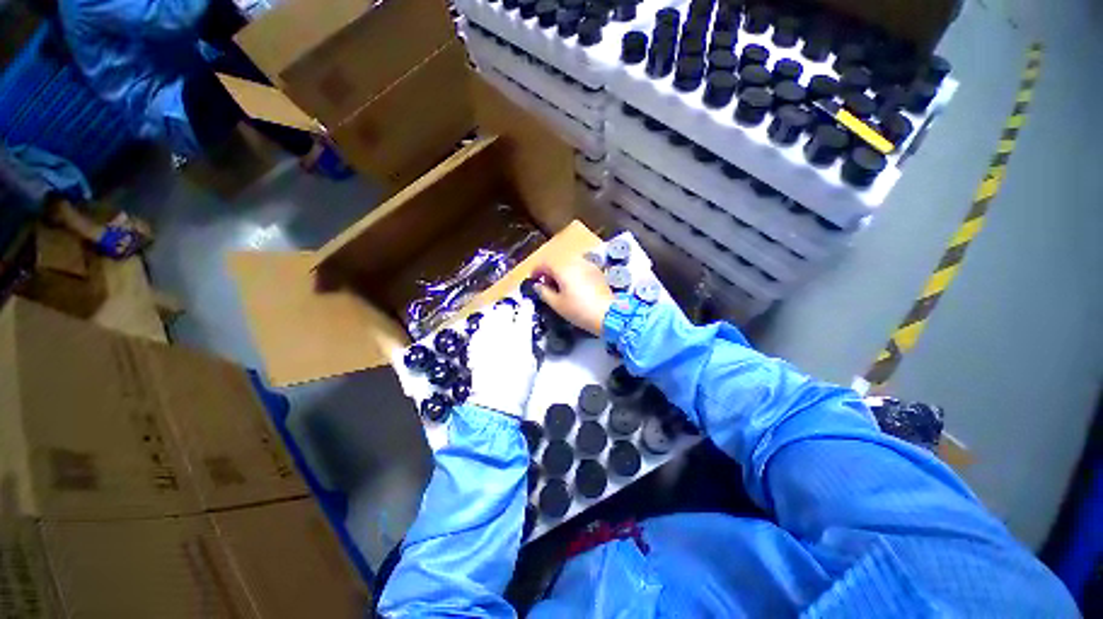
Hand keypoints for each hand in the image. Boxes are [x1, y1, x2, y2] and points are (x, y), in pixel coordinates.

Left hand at [466, 299, 538, 417]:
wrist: (494, 401)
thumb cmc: (519, 385)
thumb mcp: (532, 363)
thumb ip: (529, 345)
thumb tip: (527, 336)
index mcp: (520, 337)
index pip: (524, 313)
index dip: (526, 307)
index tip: (527, 305)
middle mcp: (501, 332)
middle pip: (503, 309)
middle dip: (508, 309)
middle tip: (511, 313)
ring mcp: (485, 338)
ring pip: (489, 316)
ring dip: (495, 316)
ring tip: (497, 322)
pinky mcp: (474, 345)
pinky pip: (479, 330)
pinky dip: (485, 329)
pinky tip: (487, 336)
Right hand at [534, 255, 614, 336]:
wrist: (608, 315)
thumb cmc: (579, 310)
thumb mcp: (557, 304)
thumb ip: (544, 292)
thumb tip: (538, 285)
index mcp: (563, 267)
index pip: (544, 263)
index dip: (536, 270)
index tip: (533, 280)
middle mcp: (576, 261)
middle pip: (558, 261)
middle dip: (549, 271)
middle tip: (546, 286)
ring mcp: (589, 265)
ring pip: (570, 264)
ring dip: (561, 272)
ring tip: (560, 287)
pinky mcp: (598, 272)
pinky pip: (580, 268)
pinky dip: (573, 274)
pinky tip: (574, 287)